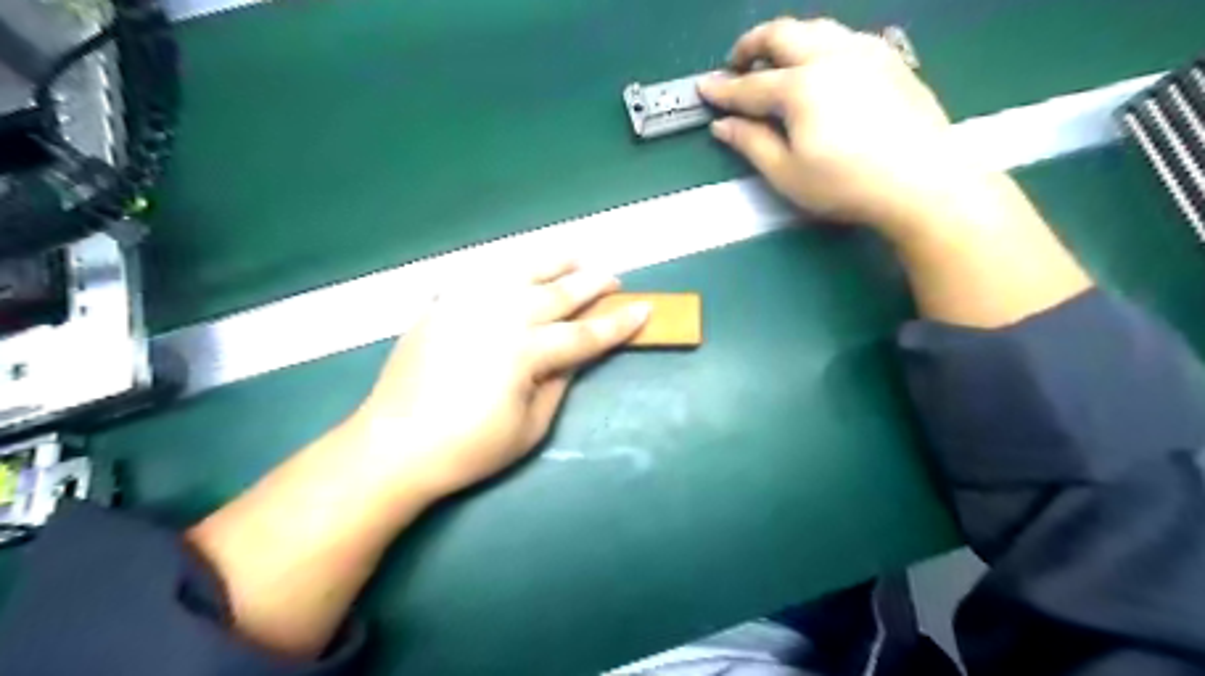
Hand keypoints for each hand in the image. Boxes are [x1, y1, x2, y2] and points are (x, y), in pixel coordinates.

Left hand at [348, 260, 648, 502]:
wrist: (393, 446)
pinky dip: (507, 270)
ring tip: (576, 255)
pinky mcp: (442, 307)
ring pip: (520, 273)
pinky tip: (519, 269)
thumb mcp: (530, 428)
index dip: (617, 324)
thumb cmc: (468, 448)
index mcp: (525, 352)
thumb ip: (559, 384)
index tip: (644, 309)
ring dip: (553, 263)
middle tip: (614, 278)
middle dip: (591, 284)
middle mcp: (499, 317)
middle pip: (557, 294)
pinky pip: (481, 277)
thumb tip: (575, 356)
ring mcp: (467, 306)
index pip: (583, 334)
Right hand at [698, 18, 987, 235]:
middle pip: (782, 34)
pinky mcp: (889, 59)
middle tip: (737, 63)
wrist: (922, 180)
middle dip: (752, 44)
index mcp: (800, 87)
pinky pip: (845, 38)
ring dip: (788, 39)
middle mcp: (830, 56)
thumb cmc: (846, 184)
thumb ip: (751, 144)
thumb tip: (722, 125)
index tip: (703, 87)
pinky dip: (820, 44)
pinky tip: (821, 67)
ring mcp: (864, 52)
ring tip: (776, 60)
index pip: (750, 85)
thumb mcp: (787, 173)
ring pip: (816, 28)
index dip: (723, 89)